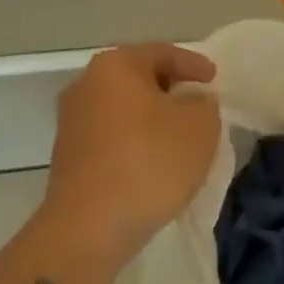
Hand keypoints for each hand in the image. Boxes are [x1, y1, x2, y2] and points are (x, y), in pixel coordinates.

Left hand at [38, 43, 220, 265]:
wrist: (88, 230)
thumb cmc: (150, 162)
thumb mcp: (200, 125)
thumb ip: (204, 102)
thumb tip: (192, 102)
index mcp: (116, 66)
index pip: (164, 53)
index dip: (194, 65)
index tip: (215, 81)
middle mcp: (86, 85)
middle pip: (139, 78)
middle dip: (171, 90)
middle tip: (199, 105)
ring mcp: (71, 122)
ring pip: (124, 109)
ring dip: (152, 118)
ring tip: (181, 136)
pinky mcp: (67, 157)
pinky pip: (112, 136)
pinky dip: (135, 141)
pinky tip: (155, 161)